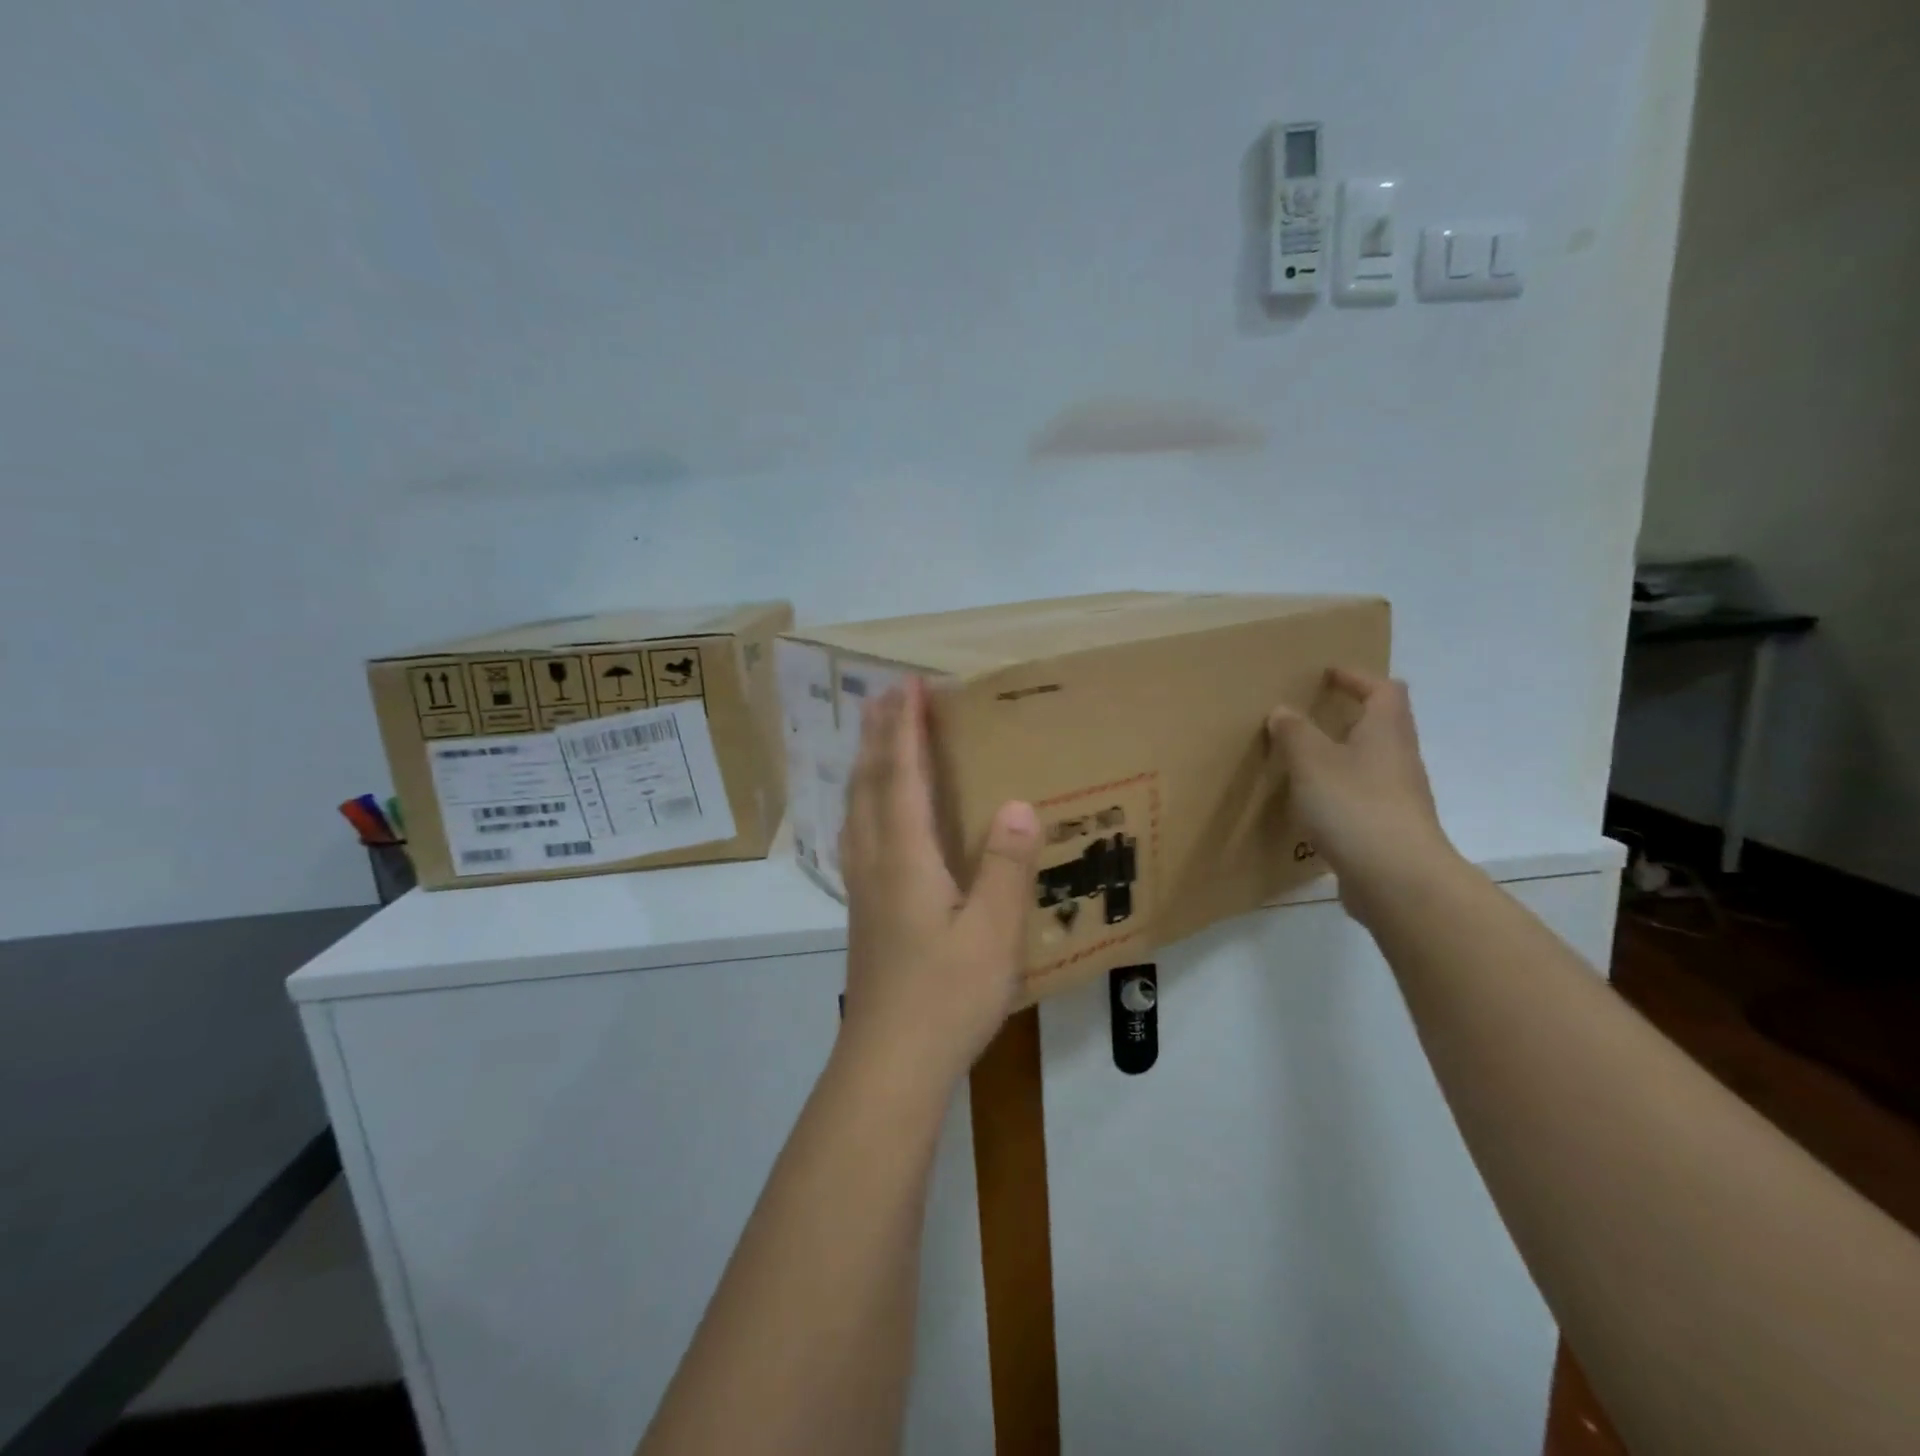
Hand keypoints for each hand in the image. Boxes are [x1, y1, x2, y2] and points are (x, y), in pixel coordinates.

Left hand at [838, 678, 1040, 1089]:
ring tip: (874, 736)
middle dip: (878, 733)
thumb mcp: (992, 932)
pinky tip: (870, 811)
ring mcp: (862, 885)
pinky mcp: (862, 908)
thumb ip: (1006, 865)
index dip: (905, 728)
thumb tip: (1018, 802)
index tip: (908, 684)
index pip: (903, 775)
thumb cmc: (946, 996)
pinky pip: (857, 830)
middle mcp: (875, 859)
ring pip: (856, 806)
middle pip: (869, 782)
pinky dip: (862, 799)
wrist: (889, 1063)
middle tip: (886, 694)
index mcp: (906, 856)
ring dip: (865, 762)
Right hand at [1266, 668, 1458, 924]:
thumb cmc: (1354, 806)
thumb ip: (1294, 733)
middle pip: (1381, 725)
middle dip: (1348, 717)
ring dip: (1341, 756)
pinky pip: (1363, 797)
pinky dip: (1339, 792)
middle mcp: (1399, 759)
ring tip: (1302, 761)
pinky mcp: (1389, 829)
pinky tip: (1312, 806)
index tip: (1326, 675)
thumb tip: (1283, 710)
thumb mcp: (1311, 761)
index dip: (1356, 677)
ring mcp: (1398, 797)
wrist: (1397, 879)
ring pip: (1371, 763)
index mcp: (1385, 732)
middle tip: (1309, 717)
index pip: (1383, 689)